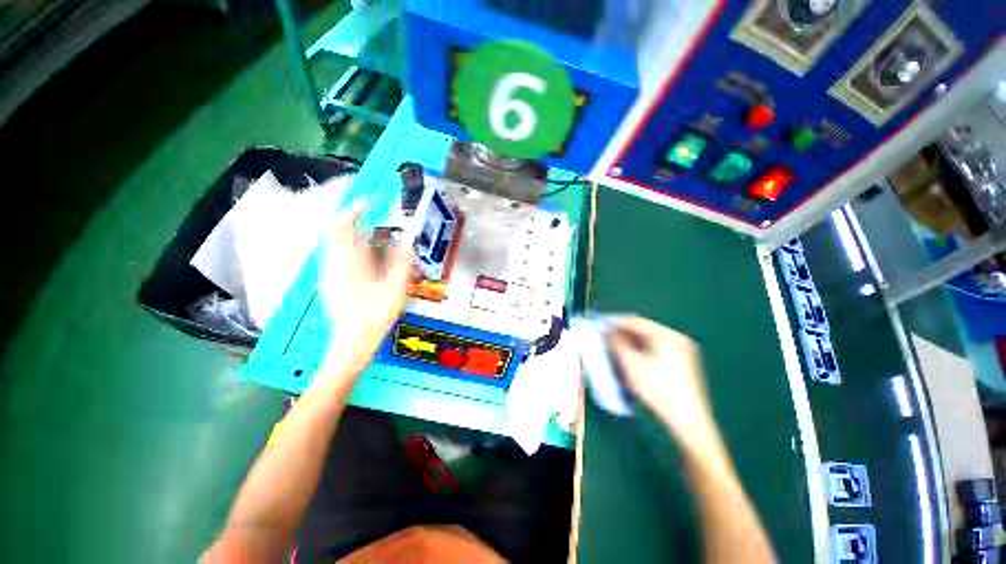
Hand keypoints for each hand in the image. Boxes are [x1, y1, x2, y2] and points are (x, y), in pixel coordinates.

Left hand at [317, 204, 412, 379]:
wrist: (352, 344)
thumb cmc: (374, 315)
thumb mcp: (395, 286)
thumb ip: (401, 261)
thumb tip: (405, 242)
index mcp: (345, 260)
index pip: (340, 223)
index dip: (354, 209)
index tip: (372, 204)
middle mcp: (333, 263)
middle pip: (344, 235)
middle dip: (369, 232)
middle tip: (391, 239)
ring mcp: (331, 274)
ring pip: (346, 249)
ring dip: (367, 246)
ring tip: (388, 256)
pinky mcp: (333, 284)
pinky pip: (345, 261)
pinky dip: (362, 258)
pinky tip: (378, 271)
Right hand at [607, 316, 729, 470]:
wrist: (688, 422)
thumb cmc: (658, 390)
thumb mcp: (632, 365)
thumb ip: (617, 343)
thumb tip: (607, 331)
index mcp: (668, 336)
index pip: (636, 321)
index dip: (615, 321)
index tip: (598, 323)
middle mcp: (677, 338)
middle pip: (643, 329)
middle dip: (622, 331)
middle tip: (603, 335)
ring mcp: (682, 350)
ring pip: (649, 339)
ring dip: (630, 340)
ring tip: (613, 345)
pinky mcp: (682, 362)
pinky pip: (656, 348)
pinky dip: (640, 349)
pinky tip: (629, 355)